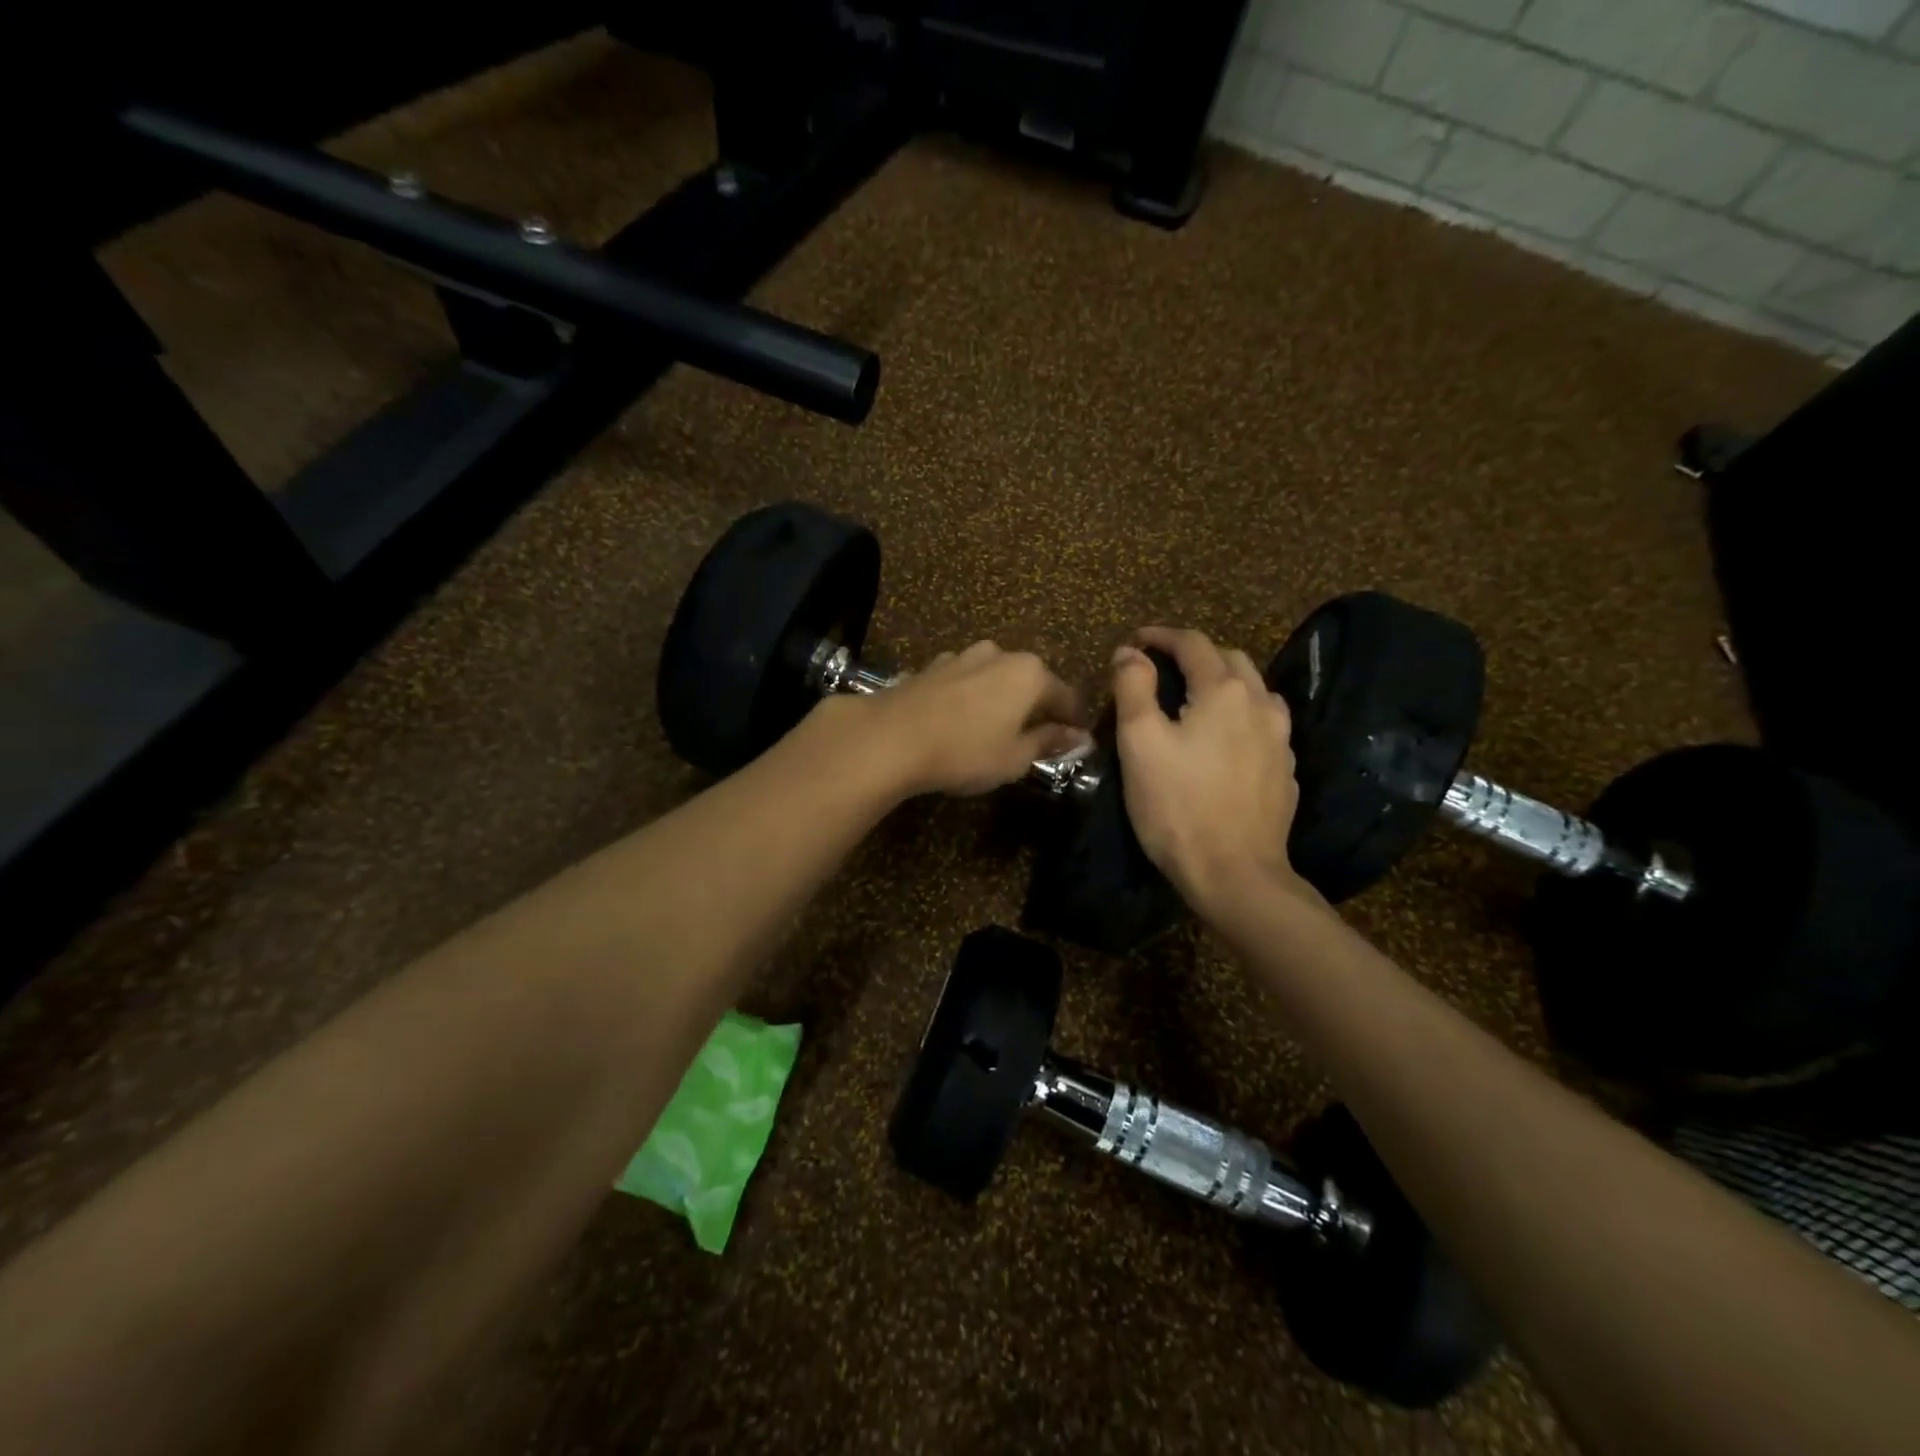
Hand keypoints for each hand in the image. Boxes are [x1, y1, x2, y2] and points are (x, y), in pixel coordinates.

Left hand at [830, 640, 1087, 797]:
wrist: (890, 737)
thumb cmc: (964, 751)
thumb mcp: (1015, 757)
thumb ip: (1048, 742)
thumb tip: (1078, 737)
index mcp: (1030, 674)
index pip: (1066, 696)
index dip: (1074, 721)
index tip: (1077, 740)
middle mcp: (1000, 655)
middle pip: (1030, 681)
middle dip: (1036, 707)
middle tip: (1036, 737)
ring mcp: (962, 657)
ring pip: (995, 678)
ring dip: (1000, 700)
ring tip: (995, 729)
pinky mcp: (931, 667)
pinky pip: (964, 682)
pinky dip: (970, 698)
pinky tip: (960, 721)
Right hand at [1111, 627, 1314, 917]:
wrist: (1235, 874)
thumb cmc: (1177, 805)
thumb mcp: (1139, 742)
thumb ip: (1133, 688)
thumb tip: (1130, 653)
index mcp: (1223, 691)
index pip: (1193, 643)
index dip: (1160, 636)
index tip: (1134, 641)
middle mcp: (1260, 704)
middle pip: (1229, 659)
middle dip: (1194, 655)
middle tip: (1162, 670)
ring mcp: (1280, 738)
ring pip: (1254, 690)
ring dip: (1223, 681)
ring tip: (1196, 699)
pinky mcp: (1285, 769)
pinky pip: (1264, 724)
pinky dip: (1240, 714)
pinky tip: (1225, 738)